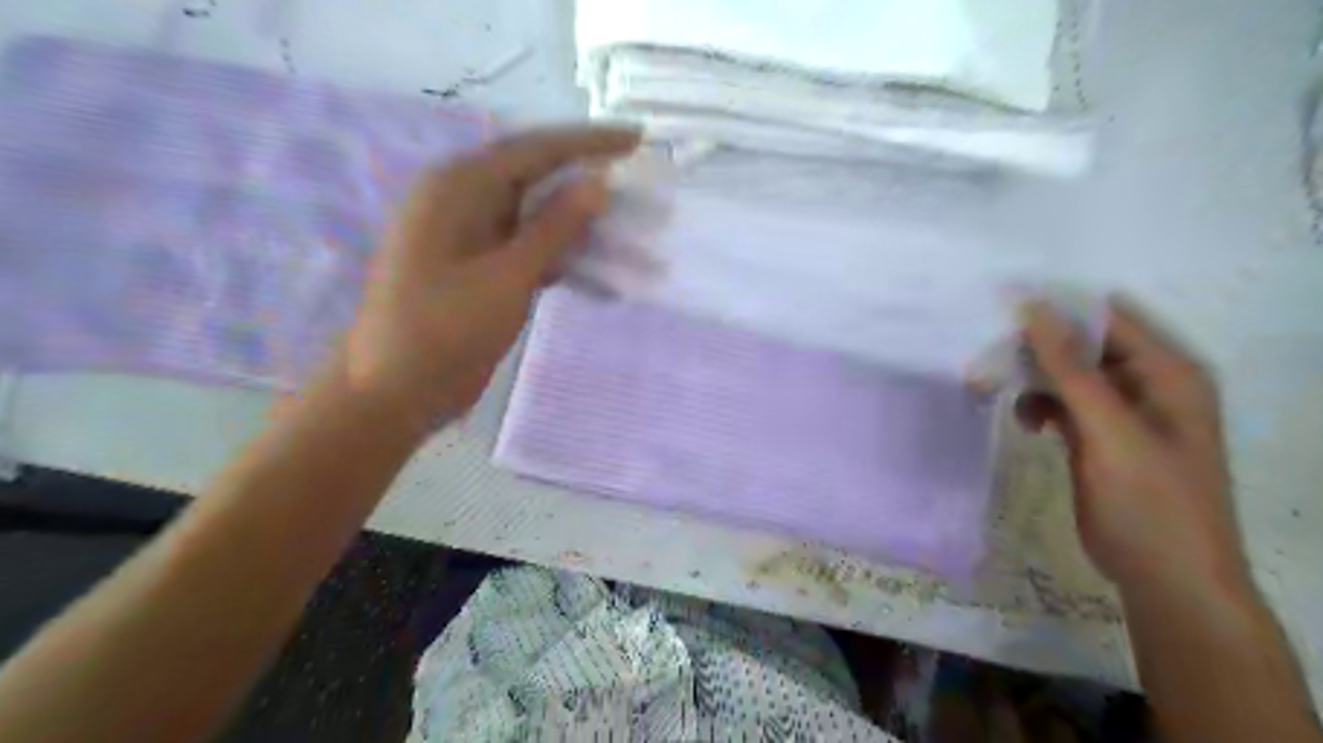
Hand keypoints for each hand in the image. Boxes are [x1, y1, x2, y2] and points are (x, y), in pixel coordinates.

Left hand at [340, 127, 641, 423]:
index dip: (589, 143)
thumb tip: (598, 182)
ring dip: (581, 228)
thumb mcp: (507, 276)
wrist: (396, 392)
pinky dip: (563, 259)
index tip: (638, 140)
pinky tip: (601, 274)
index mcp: (458, 187)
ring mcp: (471, 239)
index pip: (535, 149)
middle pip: (537, 179)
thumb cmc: (444, 330)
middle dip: (588, 185)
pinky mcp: (481, 271)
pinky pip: (530, 251)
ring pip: (536, 219)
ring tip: (630, 233)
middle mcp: (463, 202)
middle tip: (640, 189)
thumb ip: (554, 227)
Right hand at [1020, 304, 1253, 599]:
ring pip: (1065, 374)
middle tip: (987, 356)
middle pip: (1082, 344)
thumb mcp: (1110, 429)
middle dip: (1034, 348)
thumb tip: (1033, 309)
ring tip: (993, 389)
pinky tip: (1025, 423)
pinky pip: (1062, 403)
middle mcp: (1145, 383)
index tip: (1000, 311)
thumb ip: (1071, 369)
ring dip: (1030, 378)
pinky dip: (1039, 406)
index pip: (1106, 318)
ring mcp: (1120, 412)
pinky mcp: (1098, 436)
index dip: (1056, 310)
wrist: (1165, 577)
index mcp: (1165, 372)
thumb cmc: (1149, 500)